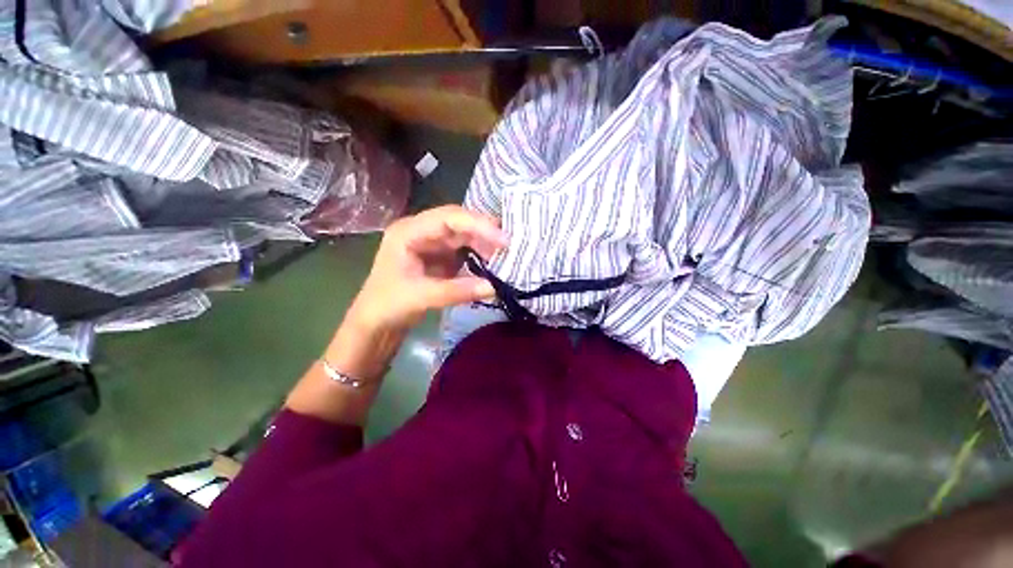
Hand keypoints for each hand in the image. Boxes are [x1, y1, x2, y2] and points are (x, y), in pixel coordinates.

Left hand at [346, 205, 507, 331]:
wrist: (371, 326)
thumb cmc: (386, 306)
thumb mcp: (420, 297)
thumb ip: (456, 290)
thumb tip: (494, 288)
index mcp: (408, 231)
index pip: (448, 218)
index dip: (478, 225)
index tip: (503, 239)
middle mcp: (418, 231)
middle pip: (457, 223)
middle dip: (483, 232)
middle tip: (511, 245)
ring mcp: (427, 245)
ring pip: (460, 236)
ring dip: (482, 244)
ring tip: (506, 256)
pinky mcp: (434, 260)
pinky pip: (459, 252)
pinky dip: (476, 257)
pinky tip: (492, 264)